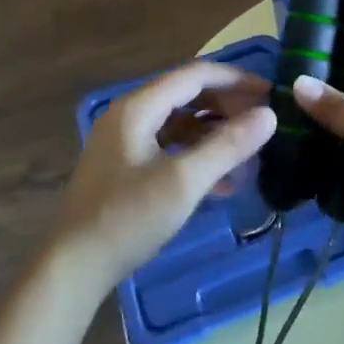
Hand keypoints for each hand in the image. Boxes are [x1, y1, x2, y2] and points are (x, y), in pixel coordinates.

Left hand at [50, 62, 275, 298]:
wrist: (72, 268)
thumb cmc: (127, 219)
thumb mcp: (183, 182)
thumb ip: (227, 146)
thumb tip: (269, 115)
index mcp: (138, 107)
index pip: (196, 75)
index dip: (237, 79)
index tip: (271, 93)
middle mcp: (130, 115)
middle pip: (188, 95)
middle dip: (228, 106)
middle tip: (264, 122)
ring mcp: (126, 141)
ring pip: (181, 123)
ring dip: (216, 133)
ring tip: (250, 151)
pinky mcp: (126, 167)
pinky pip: (170, 147)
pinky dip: (198, 155)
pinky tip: (225, 182)